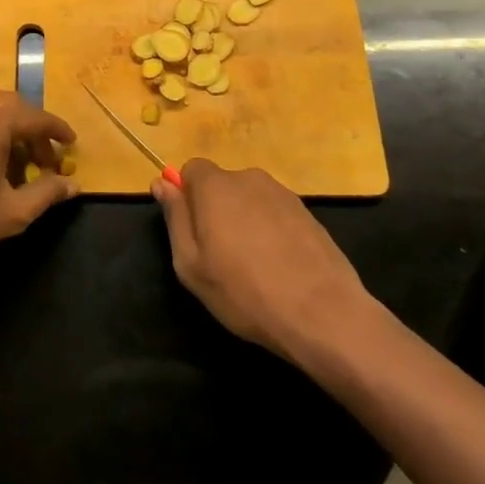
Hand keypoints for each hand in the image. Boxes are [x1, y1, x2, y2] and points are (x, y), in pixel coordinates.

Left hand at [0, 91, 77, 281]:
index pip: (35, 117)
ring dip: (2, 129)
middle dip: (29, 129)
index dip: (56, 130)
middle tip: (42, 158)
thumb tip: (74, 186)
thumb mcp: (13, 211)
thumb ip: (47, 193)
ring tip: (9, 163)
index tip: (70, 143)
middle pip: (8, 106)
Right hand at [153, 159, 374, 362]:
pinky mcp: (308, 213)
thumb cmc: (244, 292)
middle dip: (216, 209)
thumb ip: (175, 217)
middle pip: (222, 184)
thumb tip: (161, 183)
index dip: (187, 196)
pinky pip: (275, 213)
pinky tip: (279, 266)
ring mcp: (283, 194)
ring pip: (250, 199)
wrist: (323, 314)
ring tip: (253, 264)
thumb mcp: (191, 264)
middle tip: (220, 254)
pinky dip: (271, 231)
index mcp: (216, 185)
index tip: (191, 230)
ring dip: (245, 220)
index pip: (191, 169)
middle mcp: (249, 178)